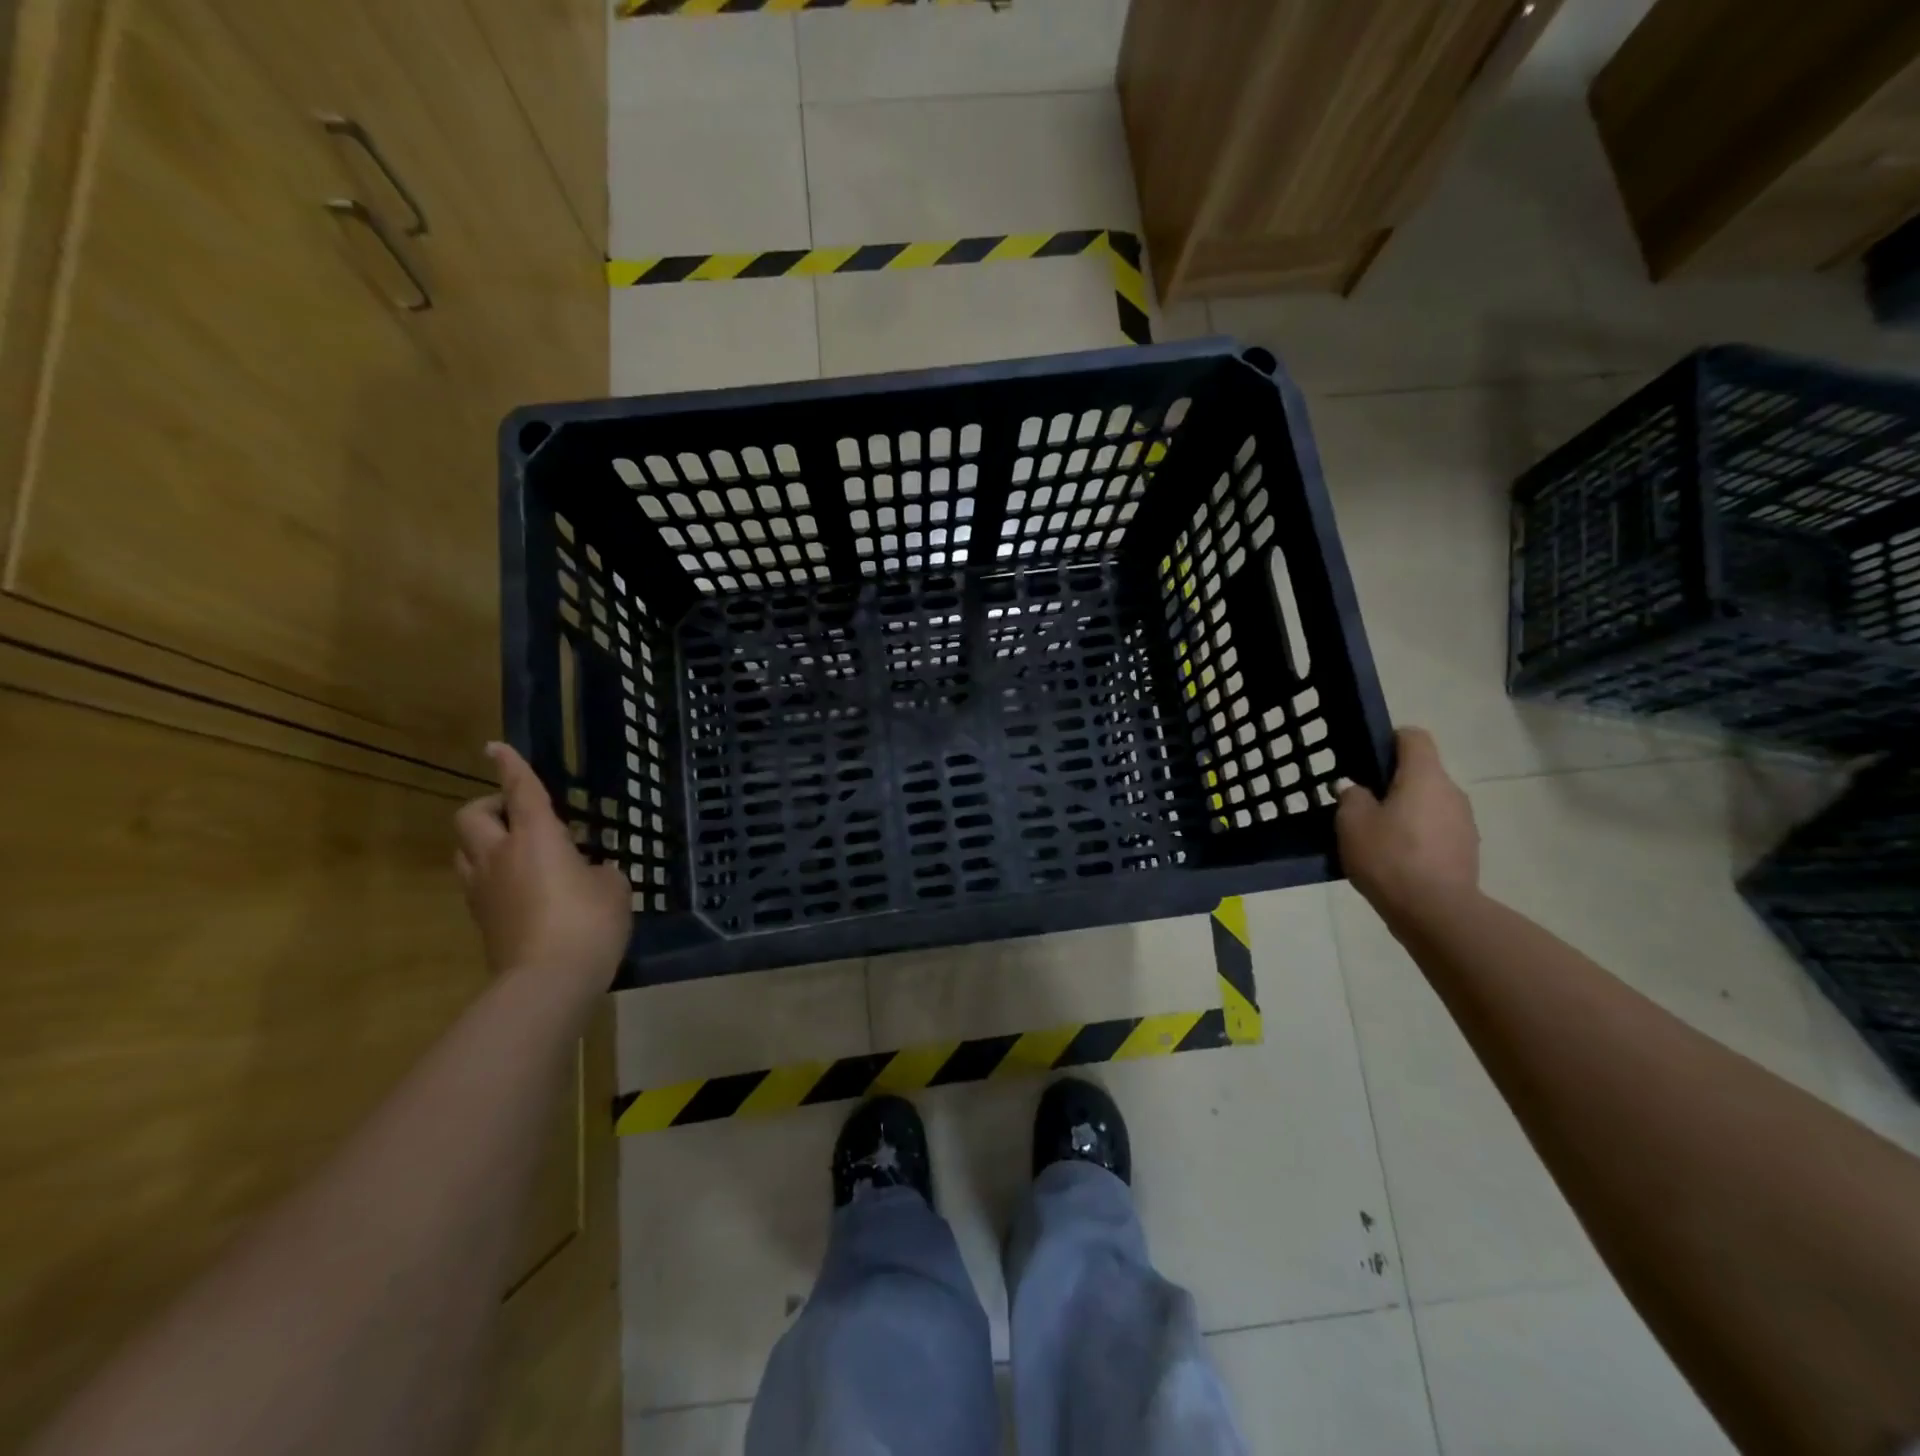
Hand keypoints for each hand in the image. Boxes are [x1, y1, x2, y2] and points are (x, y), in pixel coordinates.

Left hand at [454, 743, 630, 998]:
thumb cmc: (588, 922)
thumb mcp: (613, 889)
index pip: (520, 790)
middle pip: (472, 817)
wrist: (548, 980)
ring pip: (465, 850)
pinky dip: (492, 874)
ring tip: (515, 850)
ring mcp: (483, 889)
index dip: (510, 765)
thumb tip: (591, 874)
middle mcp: (500, 855)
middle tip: (516, 814)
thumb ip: (600, 872)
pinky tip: (522, 887)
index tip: (495, 747)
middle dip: (489, 806)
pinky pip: (477, 882)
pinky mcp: (481, 919)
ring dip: (484, 841)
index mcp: (536, 837)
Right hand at [1336, 727, 1478, 916]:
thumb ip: (1352, 796)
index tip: (1366, 759)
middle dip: (1393, 782)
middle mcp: (1451, 791)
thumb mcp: (1352, 822)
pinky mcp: (1467, 849)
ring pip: (1430, 802)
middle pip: (1422, 772)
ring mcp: (1464, 822)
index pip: (1413, 737)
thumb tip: (1358, 789)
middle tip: (1362, 803)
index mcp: (1424, 776)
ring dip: (1407, 810)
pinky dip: (1418, 835)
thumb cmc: (1389, 857)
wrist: (1435, 912)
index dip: (1389, 740)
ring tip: (1378, 836)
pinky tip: (1397, 858)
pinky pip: (1438, 829)